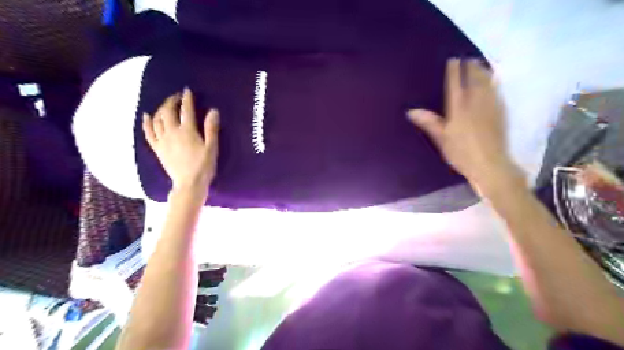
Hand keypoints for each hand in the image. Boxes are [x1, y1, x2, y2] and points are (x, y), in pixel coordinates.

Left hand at [142, 87, 219, 193]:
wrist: (189, 183)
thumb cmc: (204, 166)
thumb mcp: (212, 147)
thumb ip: (211, 128)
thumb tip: (213, 111)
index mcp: (187, 131)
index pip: (186, 110)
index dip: (186, 99)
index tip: (187, 91)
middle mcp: (172, 132)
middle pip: (168, 111)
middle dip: (171, 101)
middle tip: (177, 97)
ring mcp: (162, 140)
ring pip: (157, 119)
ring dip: (161, 109)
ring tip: (166, 105)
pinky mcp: (157, 148)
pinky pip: (148, 132)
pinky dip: (147, 122)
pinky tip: (147, 116)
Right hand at [408, 58, 518, 187]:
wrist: (490, 164)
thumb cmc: (461, 153)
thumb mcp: (441, 139)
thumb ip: (429, 122)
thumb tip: (411, 111)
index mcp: (459, 108)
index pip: (455, 84)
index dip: (454, 71)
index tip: (453, 60)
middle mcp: (476, 103)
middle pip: (474, 79)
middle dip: (471, 67)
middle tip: (468, 58)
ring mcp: (491, 106)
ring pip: (487, 83)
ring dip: (483, 72)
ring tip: (480, 64)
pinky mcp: (501, 112)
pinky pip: (496, 91)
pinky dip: (493, 82)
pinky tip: (493, 82)